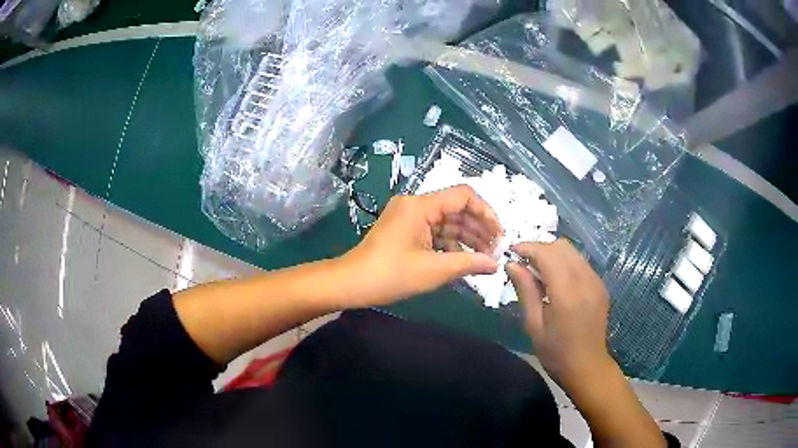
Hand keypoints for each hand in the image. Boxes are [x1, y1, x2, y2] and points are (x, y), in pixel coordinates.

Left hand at [344, 185, 501, 306]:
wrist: (351, 284)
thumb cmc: (391, 275)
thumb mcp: (434, 270)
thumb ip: (469, 263)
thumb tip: (496, 264)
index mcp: (421, 206)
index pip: (464, 196)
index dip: (486, 213)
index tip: (500, 235)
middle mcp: (416, 205)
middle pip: (457, 209)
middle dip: (479, 228)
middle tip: (496, 251)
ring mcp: (410, 218)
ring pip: (447, 222)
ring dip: (467, 238)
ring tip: (486, 258)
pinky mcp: (406, 231)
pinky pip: (435, 232)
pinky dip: (451, 244)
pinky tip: (465, 260)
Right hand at [506, 240, 612, 385]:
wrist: (587, 367)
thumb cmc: (556, 352)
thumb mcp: (534, 325)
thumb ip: (525, 291)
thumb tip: (512, 264)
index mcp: (567, 293)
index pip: (547, 254)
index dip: (528, 247)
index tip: (511, 252)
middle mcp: (585, 280)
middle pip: (562, 246)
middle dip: (540, 248)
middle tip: (523, 263)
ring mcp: (596, 281)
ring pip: (572, 251)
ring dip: (552, 254)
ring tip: (537, 271)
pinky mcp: (600, 285)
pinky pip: (580, 262)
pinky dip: (564, 262)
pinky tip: (555, 280)